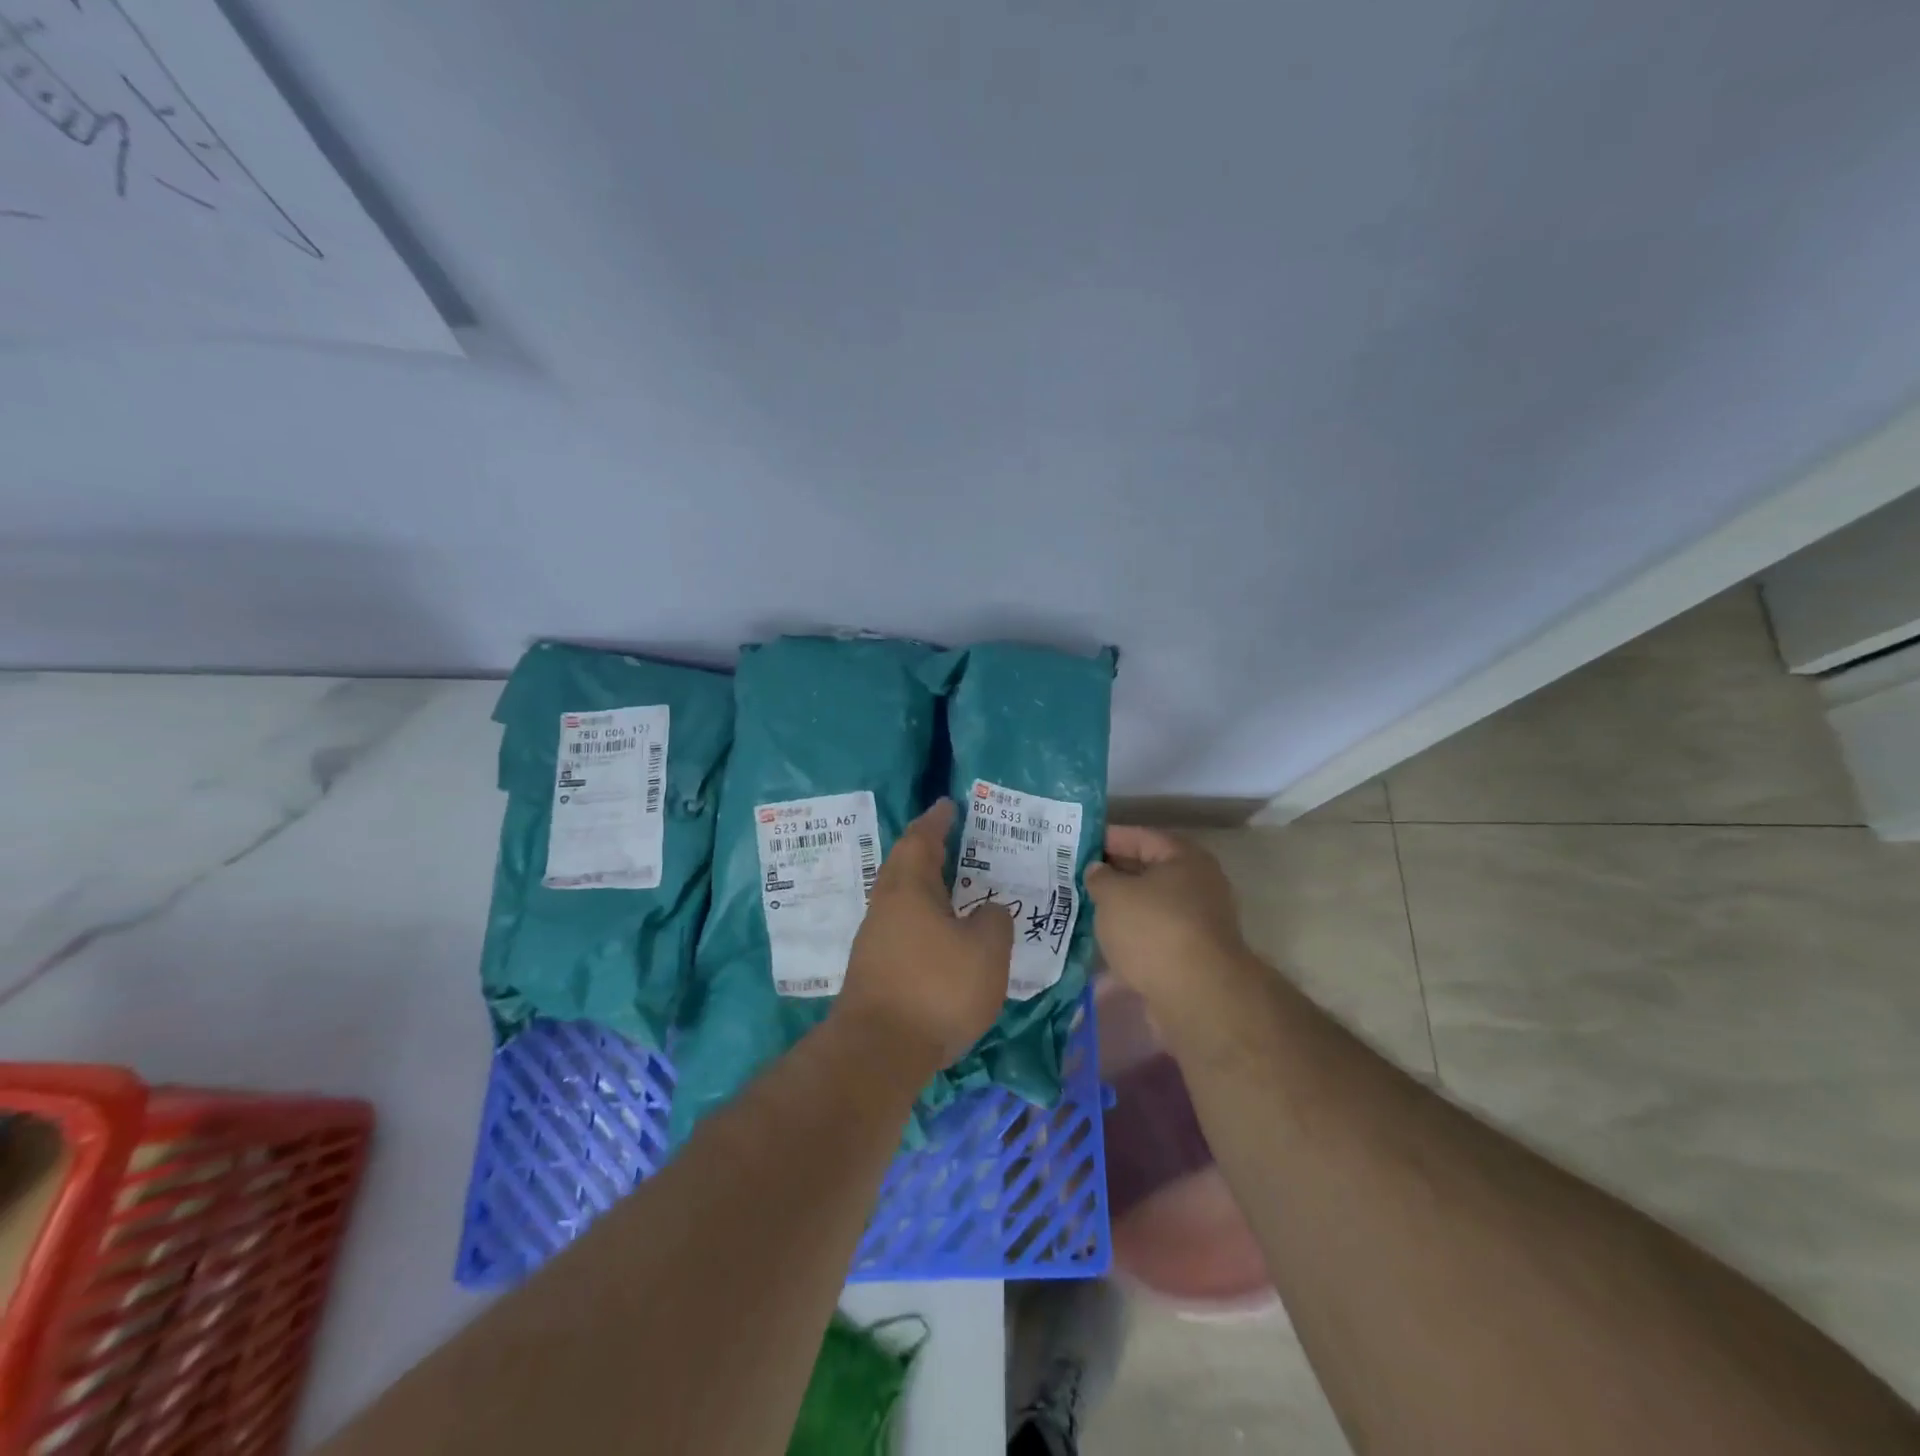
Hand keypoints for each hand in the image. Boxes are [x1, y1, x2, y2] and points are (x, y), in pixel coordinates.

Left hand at [836, 799, 1014, 1071]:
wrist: (878, 1051)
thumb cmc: (937, 988)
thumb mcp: (986, 951)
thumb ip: (994, 921)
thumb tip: (988, 910)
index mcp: (910, 887)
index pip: (922, 838)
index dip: (937, 819)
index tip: (949, 804)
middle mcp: (886, 904)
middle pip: (904, 863)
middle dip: (927, 848)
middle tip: (954, 840)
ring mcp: (874, 937)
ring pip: (900, 896)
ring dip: (924, 884)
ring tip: (955, 886)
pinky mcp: (873, 967)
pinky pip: (900, 924)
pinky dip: (921, 916)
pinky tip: (941, 933)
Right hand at [1085, 826, 1246, 1010]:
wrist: (1197, 997)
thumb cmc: (1154, 930)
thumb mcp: (1113, 895)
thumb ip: (1099, 877)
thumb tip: (1097, 870)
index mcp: (1184, 859)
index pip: (1140, 837)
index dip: (1107, 838)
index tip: (1077, 845)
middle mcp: (1198, 886)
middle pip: (1147, 872)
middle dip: (1111, 875)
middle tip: (1074, 877)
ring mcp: (1197, 923)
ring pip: (1149, 907)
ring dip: (1120, 909)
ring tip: (1082, 909)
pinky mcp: (1190, 956)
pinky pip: (1152, 937)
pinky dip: (1129, 938)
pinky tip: (1101, 944)